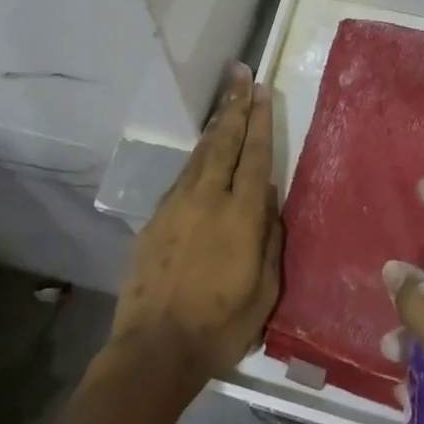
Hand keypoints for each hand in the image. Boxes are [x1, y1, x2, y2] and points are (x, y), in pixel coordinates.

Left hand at [110, 64, 281, 385]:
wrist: (154, 349)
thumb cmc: (220, 326)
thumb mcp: (264, 290)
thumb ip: (269, 237)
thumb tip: (267, 197)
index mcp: (240, 216)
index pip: (254, 156)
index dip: (259, 121)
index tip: (262, 90)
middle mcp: (207, 199)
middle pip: (223, 142)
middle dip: (234, 106)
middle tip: (240, 74)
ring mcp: (176, 206)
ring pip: (199, 156)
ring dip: (214, 127)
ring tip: (225, 103)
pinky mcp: (155, 220)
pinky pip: (181, 179)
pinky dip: (196, 159)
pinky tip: (201, 156)